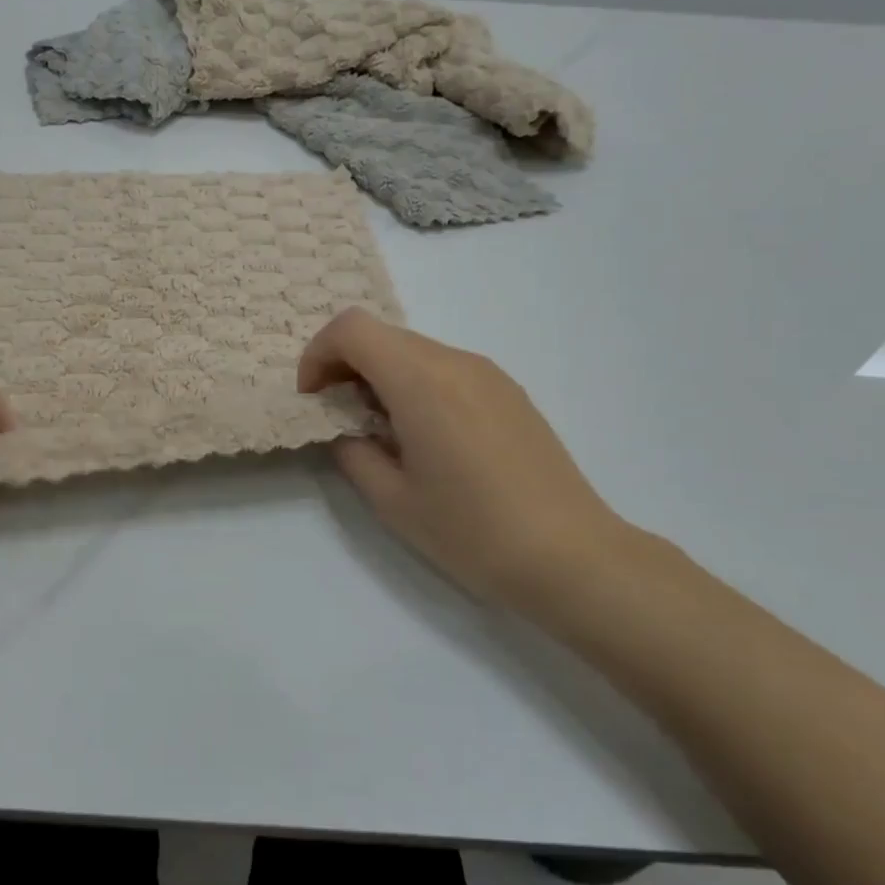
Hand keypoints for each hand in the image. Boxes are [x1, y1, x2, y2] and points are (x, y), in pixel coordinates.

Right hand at [299, 309, 632, 614]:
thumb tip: (347, 430)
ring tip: (384, 432)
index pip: (352, 329)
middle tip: (340, 417)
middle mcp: (455, 362)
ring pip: (414, 350)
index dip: (318, 355)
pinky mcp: (509, 392)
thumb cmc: (471, 531)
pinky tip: (427, 438)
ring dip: (382, 376)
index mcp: (421, 381)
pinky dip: (416, 384)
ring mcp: (488, 374)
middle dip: (346, 365)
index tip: (314, 399)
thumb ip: (353, 452)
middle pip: (382, 335)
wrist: (571, 556)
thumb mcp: (392, 500)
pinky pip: (446, 368)